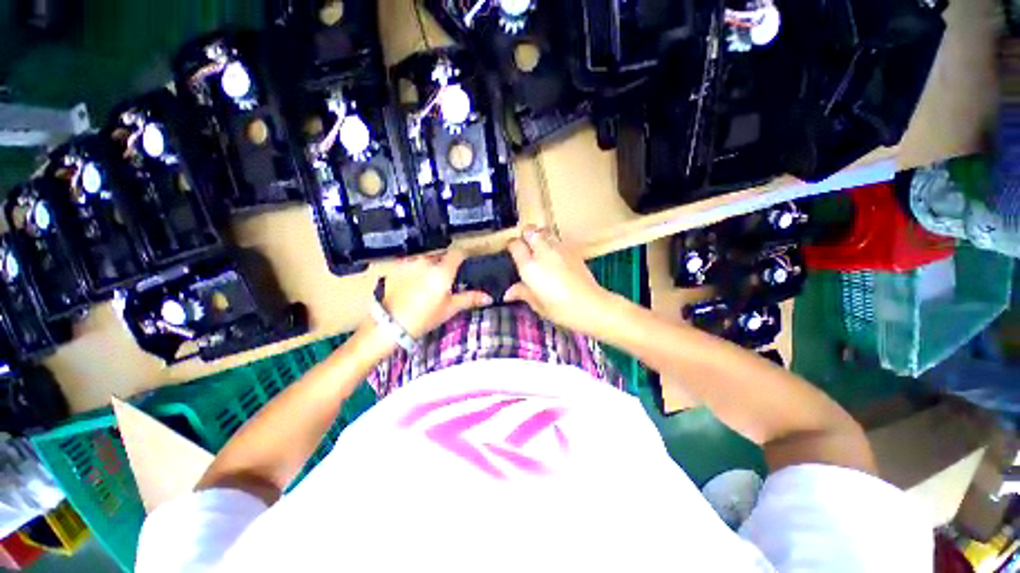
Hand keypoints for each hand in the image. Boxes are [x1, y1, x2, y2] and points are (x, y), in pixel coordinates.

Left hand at [379, 249, 491, 337]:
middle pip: (441, 256)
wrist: (391, 324)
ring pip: (426, 259)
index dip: (463, 256)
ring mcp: (410, 264)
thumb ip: (470, 298)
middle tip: (446, 281)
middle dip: (445, 264)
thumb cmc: (425, 317)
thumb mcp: (450, 308)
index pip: (457, 253)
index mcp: (442, 270)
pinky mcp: (397, 268)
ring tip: (428, 285)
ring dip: (430, 267)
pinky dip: (416, 271)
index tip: (465, 263)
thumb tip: (488, 297)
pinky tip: (413, 285)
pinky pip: (412, 264)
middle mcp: (427, 262)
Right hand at [504, 227, 618, 335]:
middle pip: (530, 231)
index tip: (511, 252)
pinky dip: (553, 242)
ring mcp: (559, 249)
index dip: (511, 246)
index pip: (515, 245)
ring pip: (545, 231)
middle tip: (525, 246)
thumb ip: (522, 293)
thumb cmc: (560, 309)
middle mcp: (543, 252)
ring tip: (540, 248)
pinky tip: (555, 255)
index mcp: (530, 266)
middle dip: (525, 235)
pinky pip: (558, 239)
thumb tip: (507, 293)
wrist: (591, 305)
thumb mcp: (537, 304)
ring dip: (539, 235)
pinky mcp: (572, 250)